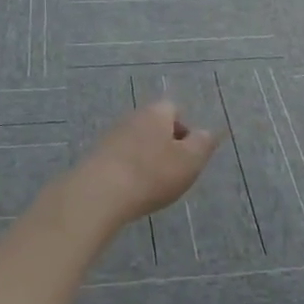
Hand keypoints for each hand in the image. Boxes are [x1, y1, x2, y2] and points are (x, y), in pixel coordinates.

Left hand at [62, 101, 218, 226]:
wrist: (99, 194)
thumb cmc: (151, 174)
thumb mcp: (190, 160)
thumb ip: (203, 143)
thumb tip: (207, 132)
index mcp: (156, 112)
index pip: (175, 110)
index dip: (186, 131)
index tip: (189, 156)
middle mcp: (132, 117)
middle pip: (155, 126)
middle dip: (166, 147)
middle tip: (174, 173)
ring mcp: (111, 136)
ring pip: (138, 143)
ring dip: (147, 160)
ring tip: (153, 186)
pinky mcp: (96, 156)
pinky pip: (121, 159)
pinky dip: (130, 171)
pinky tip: (131, 191)